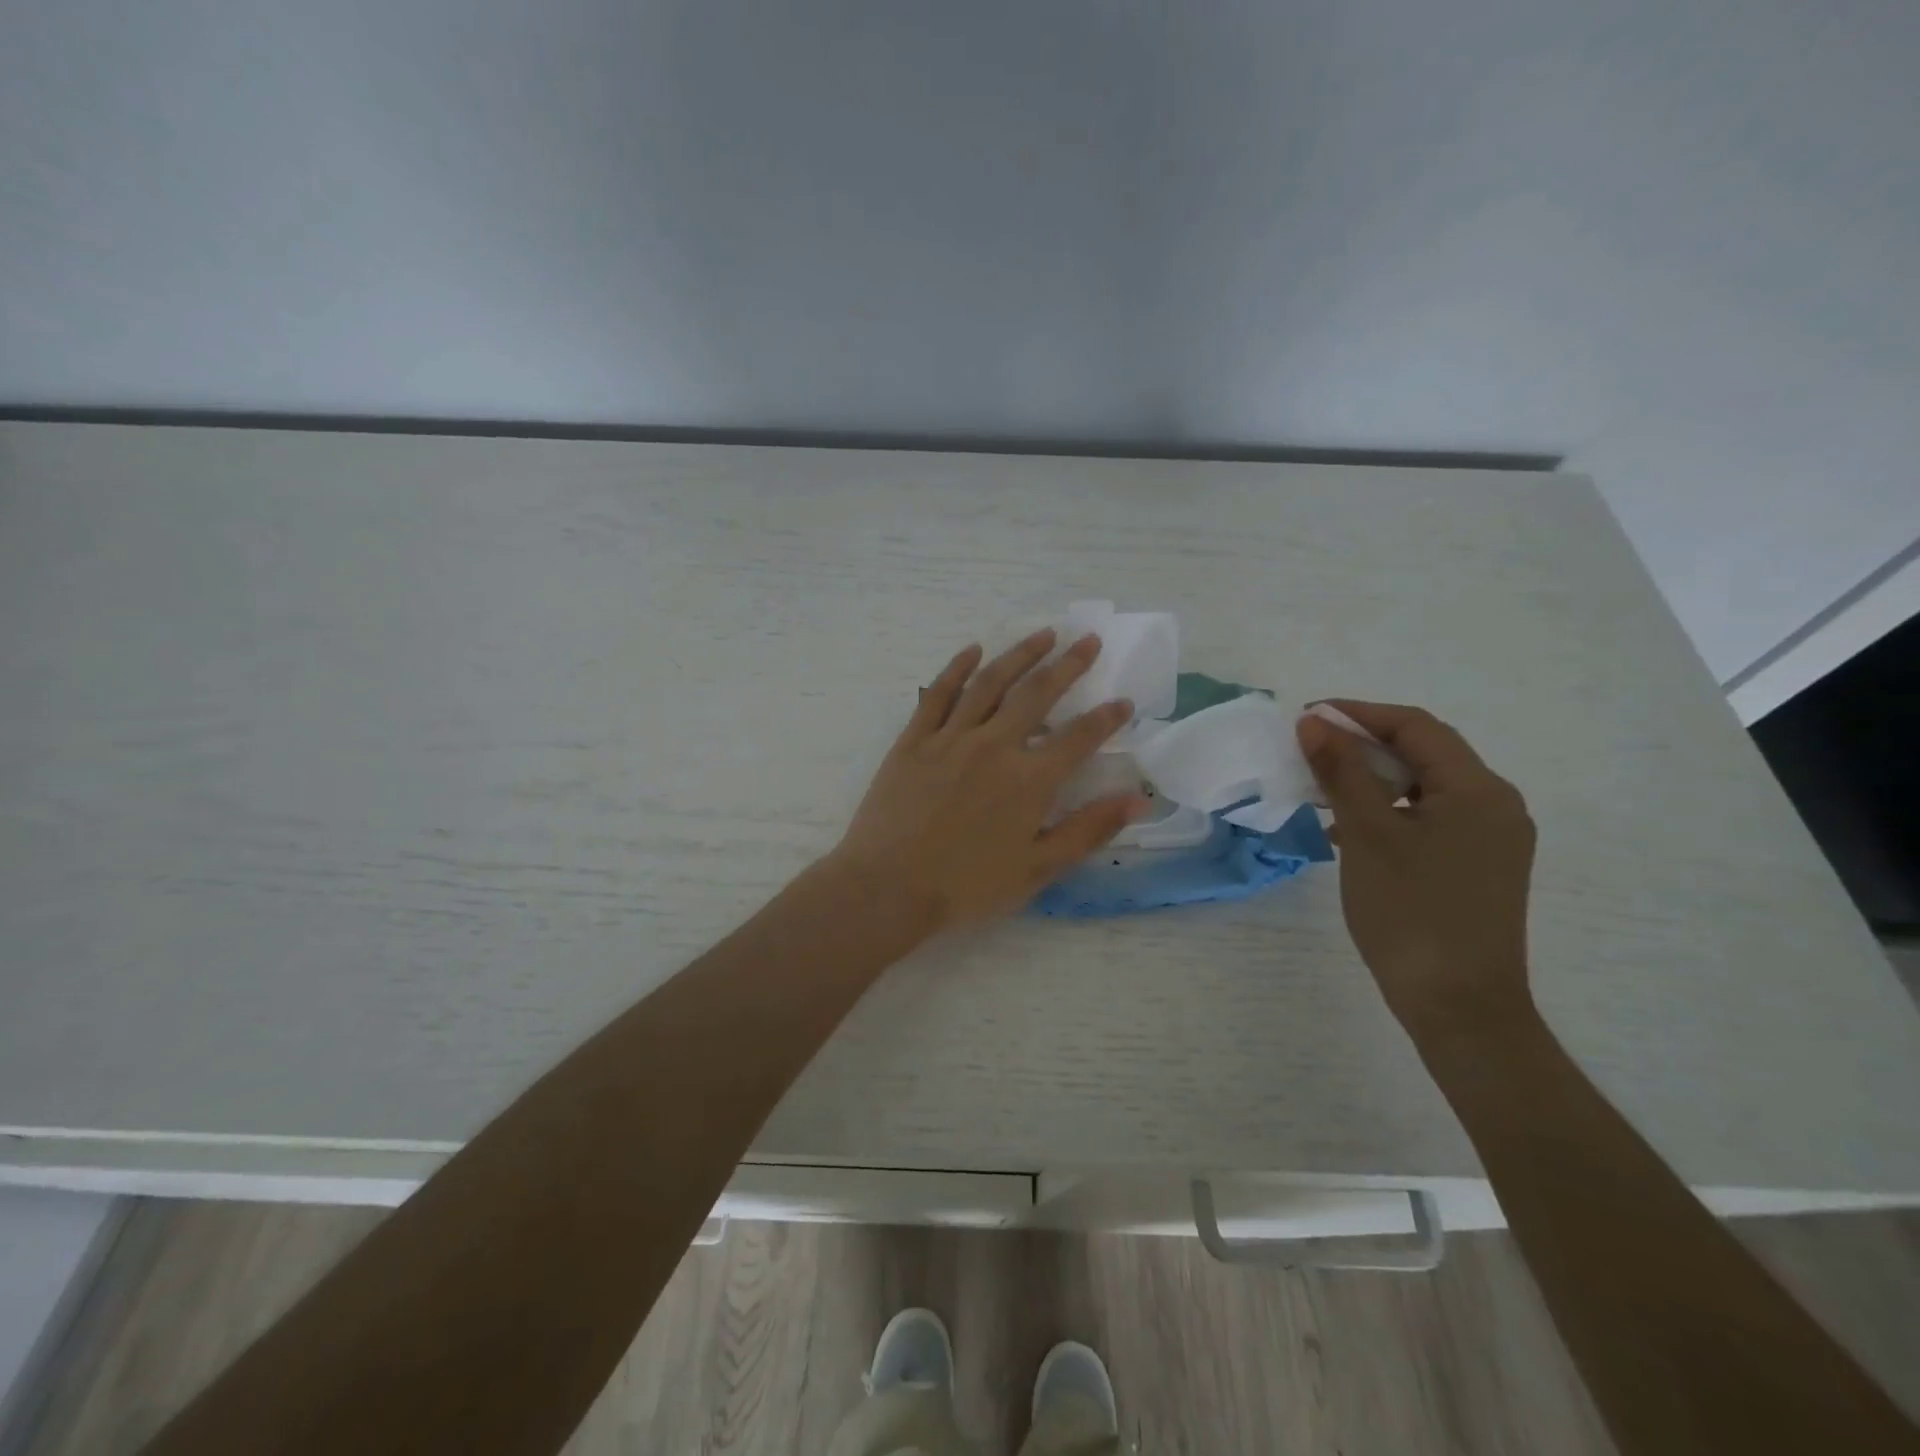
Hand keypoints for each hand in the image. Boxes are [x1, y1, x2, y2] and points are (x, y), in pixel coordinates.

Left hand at [830, 631, 1147, 931]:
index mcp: (1029, 779)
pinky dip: (957, 668)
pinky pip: (939, 693)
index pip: (1079, 737)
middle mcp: (994, 745)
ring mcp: (950, 737)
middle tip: (1087, 640)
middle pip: (1037, 694)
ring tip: (1043, 634)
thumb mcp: (1037, 869)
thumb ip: (1088, 831)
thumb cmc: (966, 885)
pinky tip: (973, 651)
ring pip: (991, 683)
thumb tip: (1137, 800)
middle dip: (1068, 664)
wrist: (888, 886)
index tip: (1124, 702)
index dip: (1107, 718)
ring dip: (1020, 654)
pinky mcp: (914, 739)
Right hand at [1298, 701, 1536, 1041]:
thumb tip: (1314, 722)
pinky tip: (1346, 831)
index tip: (1306, 717)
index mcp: (1478, 790)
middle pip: (1424, 754)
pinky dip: (1386, 812)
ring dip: (1371, 779)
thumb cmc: (1412, 912)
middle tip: (1308, 750)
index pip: (1416, 726)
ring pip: (1423, 788)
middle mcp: (1495, 806)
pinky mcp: (1477, 868)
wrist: (1459, 1007)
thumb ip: (1342, 771)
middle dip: (1363, 745)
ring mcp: (1490, 840)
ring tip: (1319, 787)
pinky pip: (1428, 820)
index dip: (1359, 714)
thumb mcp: (1368, 834)